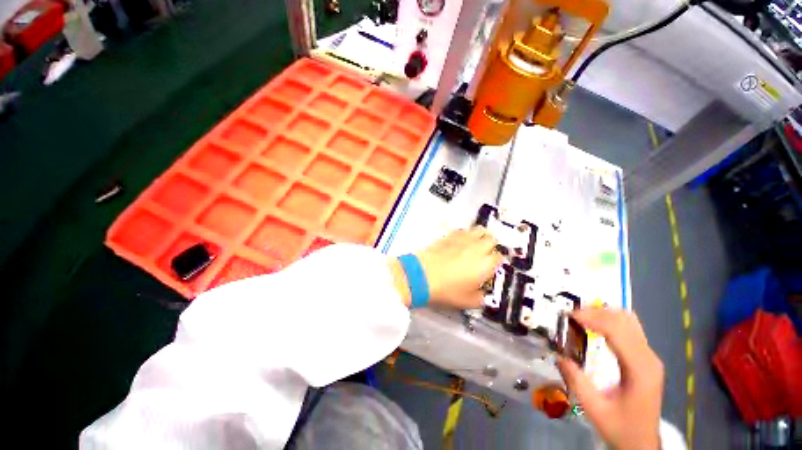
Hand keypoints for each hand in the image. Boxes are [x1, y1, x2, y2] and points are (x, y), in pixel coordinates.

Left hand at [389, 228, 502, 308]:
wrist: (422, 276)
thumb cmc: (447, 290)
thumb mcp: (467, 302)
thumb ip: (480, 298)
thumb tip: (483, 294)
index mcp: (485, 264)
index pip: (499, 256)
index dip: (497, 261)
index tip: (492, 266)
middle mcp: (477, 248)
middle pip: (491, 239)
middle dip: (491, 245)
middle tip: (485, 254)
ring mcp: (462, 239)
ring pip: (478, 230)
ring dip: (480, 236)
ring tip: (474, 244)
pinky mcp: (449, 236)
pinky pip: (462, 230)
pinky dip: (464, 234)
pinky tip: (459, 242)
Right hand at [557, 309, 663, 449]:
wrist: (642, 442)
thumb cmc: (620, 427)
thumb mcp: (594, 408)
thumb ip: (576, 381)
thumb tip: (559, 355)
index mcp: (639, 370)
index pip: (617, 332)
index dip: (593, 319)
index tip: (569, 316)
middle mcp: (648, 358)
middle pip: (624, 321)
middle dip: (596, 313)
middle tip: (571, 315)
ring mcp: (649, 356)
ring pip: (629, 321)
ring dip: (604, 314)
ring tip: (581, 317)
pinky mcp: (646, 357)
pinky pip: (630, 328)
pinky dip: (611, 320)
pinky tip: (596, 325)